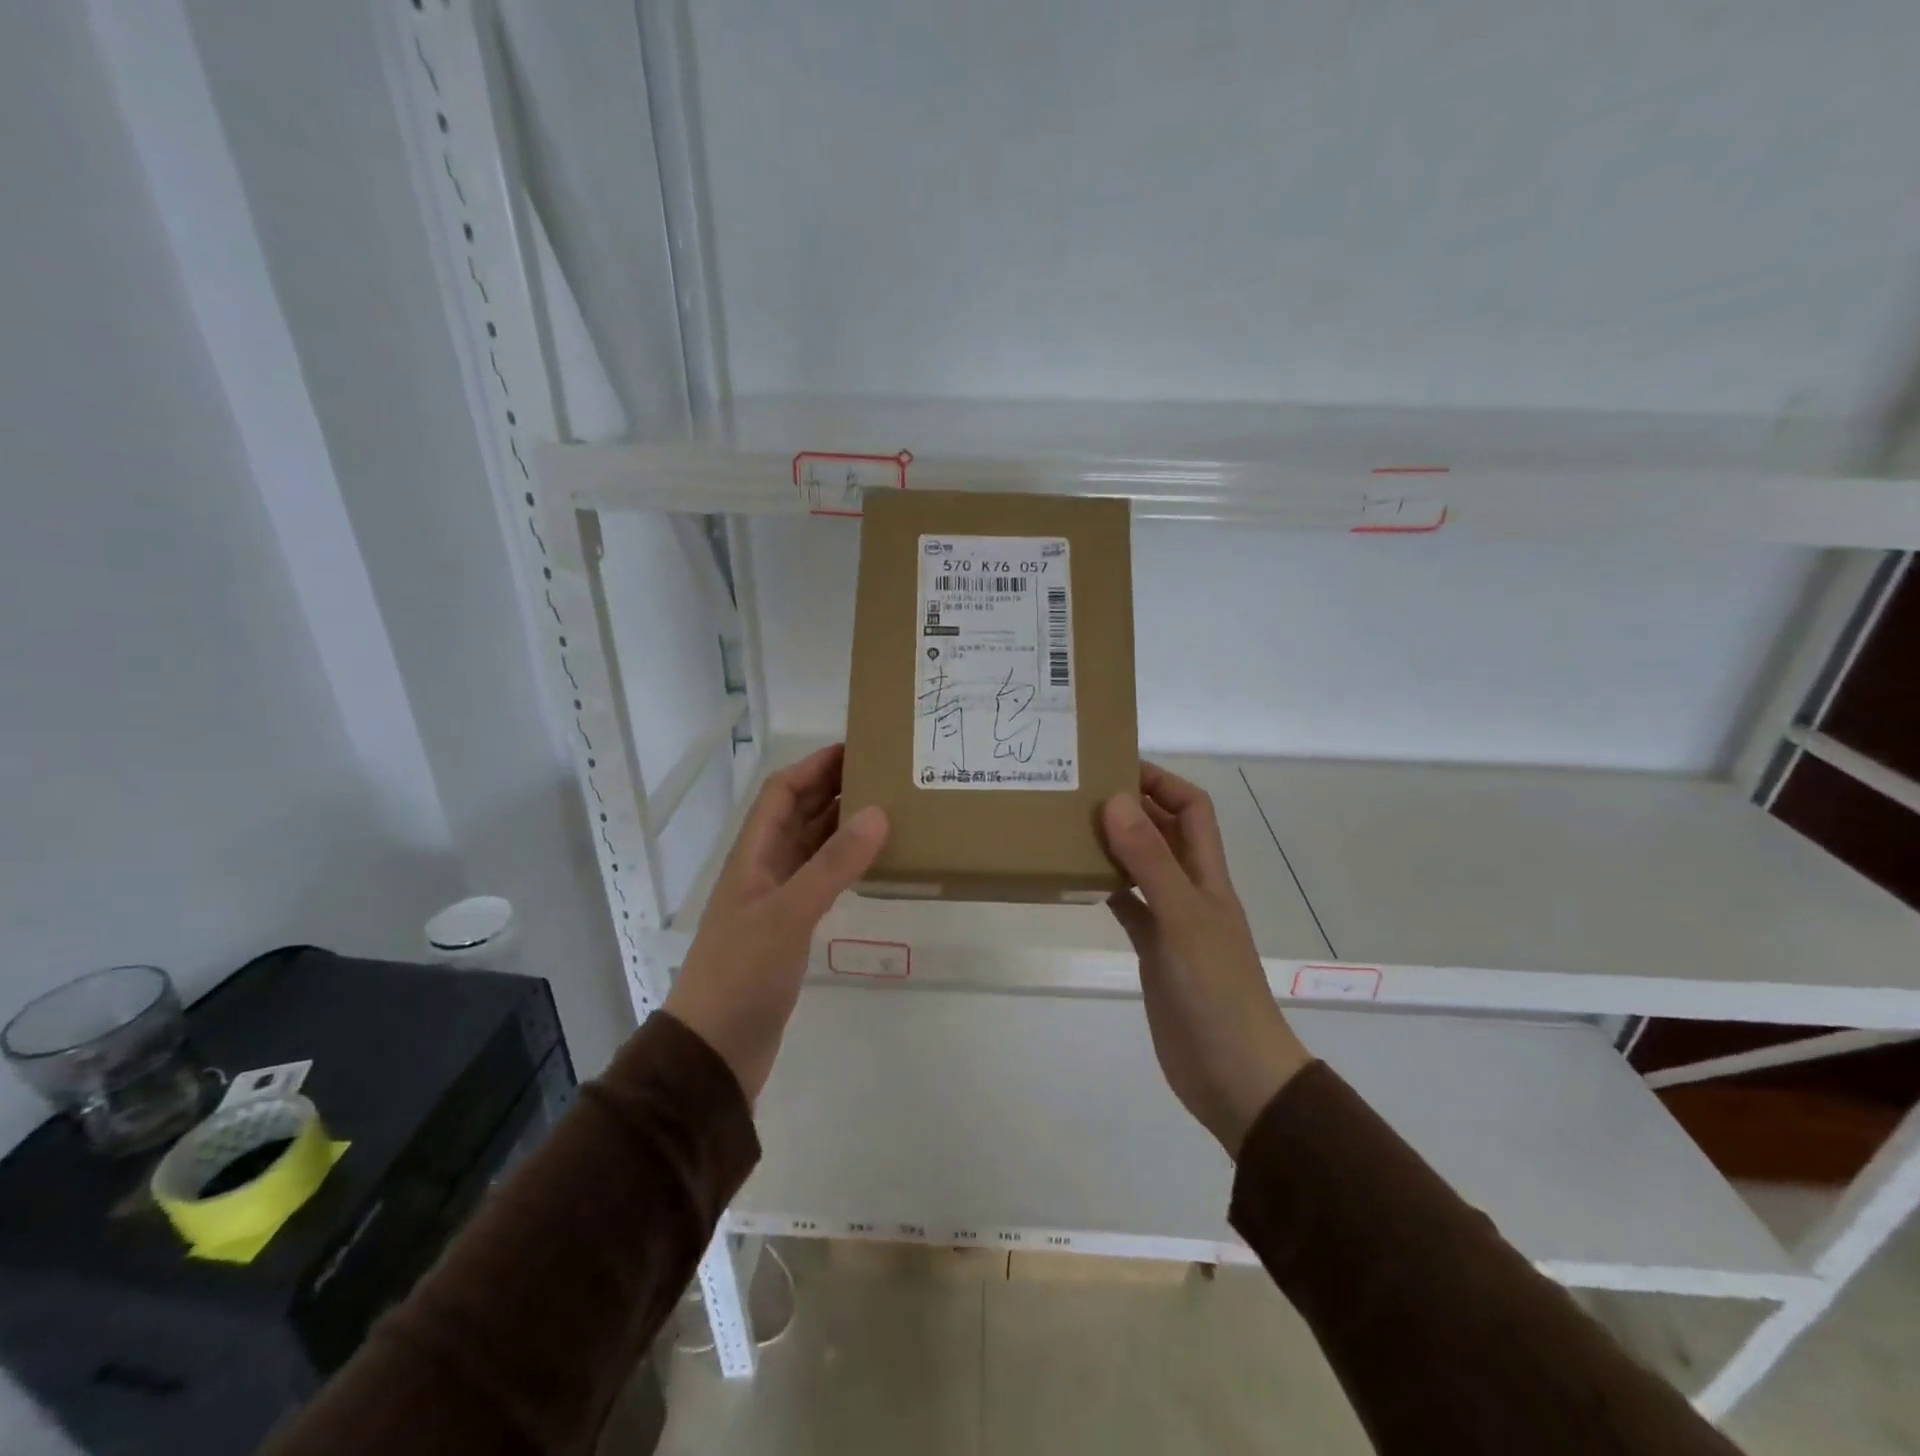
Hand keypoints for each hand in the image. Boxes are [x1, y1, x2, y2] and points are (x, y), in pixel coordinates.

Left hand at [665, 744, 886, 1102]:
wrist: (715, 1051)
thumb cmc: (742, 974)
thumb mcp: (789, 914)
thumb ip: (833, 865)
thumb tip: (878, 812)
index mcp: (753, 855)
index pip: (781, 792)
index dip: (814, 766)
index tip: (857, 747)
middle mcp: (764, 869)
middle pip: (798, 814)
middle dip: (834, 789)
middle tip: (885, 774)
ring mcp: (776, 901)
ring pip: (812, 847)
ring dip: (842, 825)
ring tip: (888, 809)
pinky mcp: (790, 930)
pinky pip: (821, 880)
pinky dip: (845, 864)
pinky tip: (873, 863)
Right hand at [1102, 763, 1311, 1155]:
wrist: (1232, 1073)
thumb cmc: (1215, 990)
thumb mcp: (1182, 918)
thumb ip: (1150, 861)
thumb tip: (1116, 799)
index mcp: (1208, 874)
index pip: (1192, 808)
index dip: (1161, 781)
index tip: (1114, 767)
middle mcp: (1191, 889)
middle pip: (1165, 832)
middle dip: (1131, 806)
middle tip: (1078, 791)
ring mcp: (1172, 921)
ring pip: (1142, 866)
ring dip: (1114, 844)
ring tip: (1069, 826)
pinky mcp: (1153, 950)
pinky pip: (1127, 905)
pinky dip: (1105, 887)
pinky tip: (1075, 880)